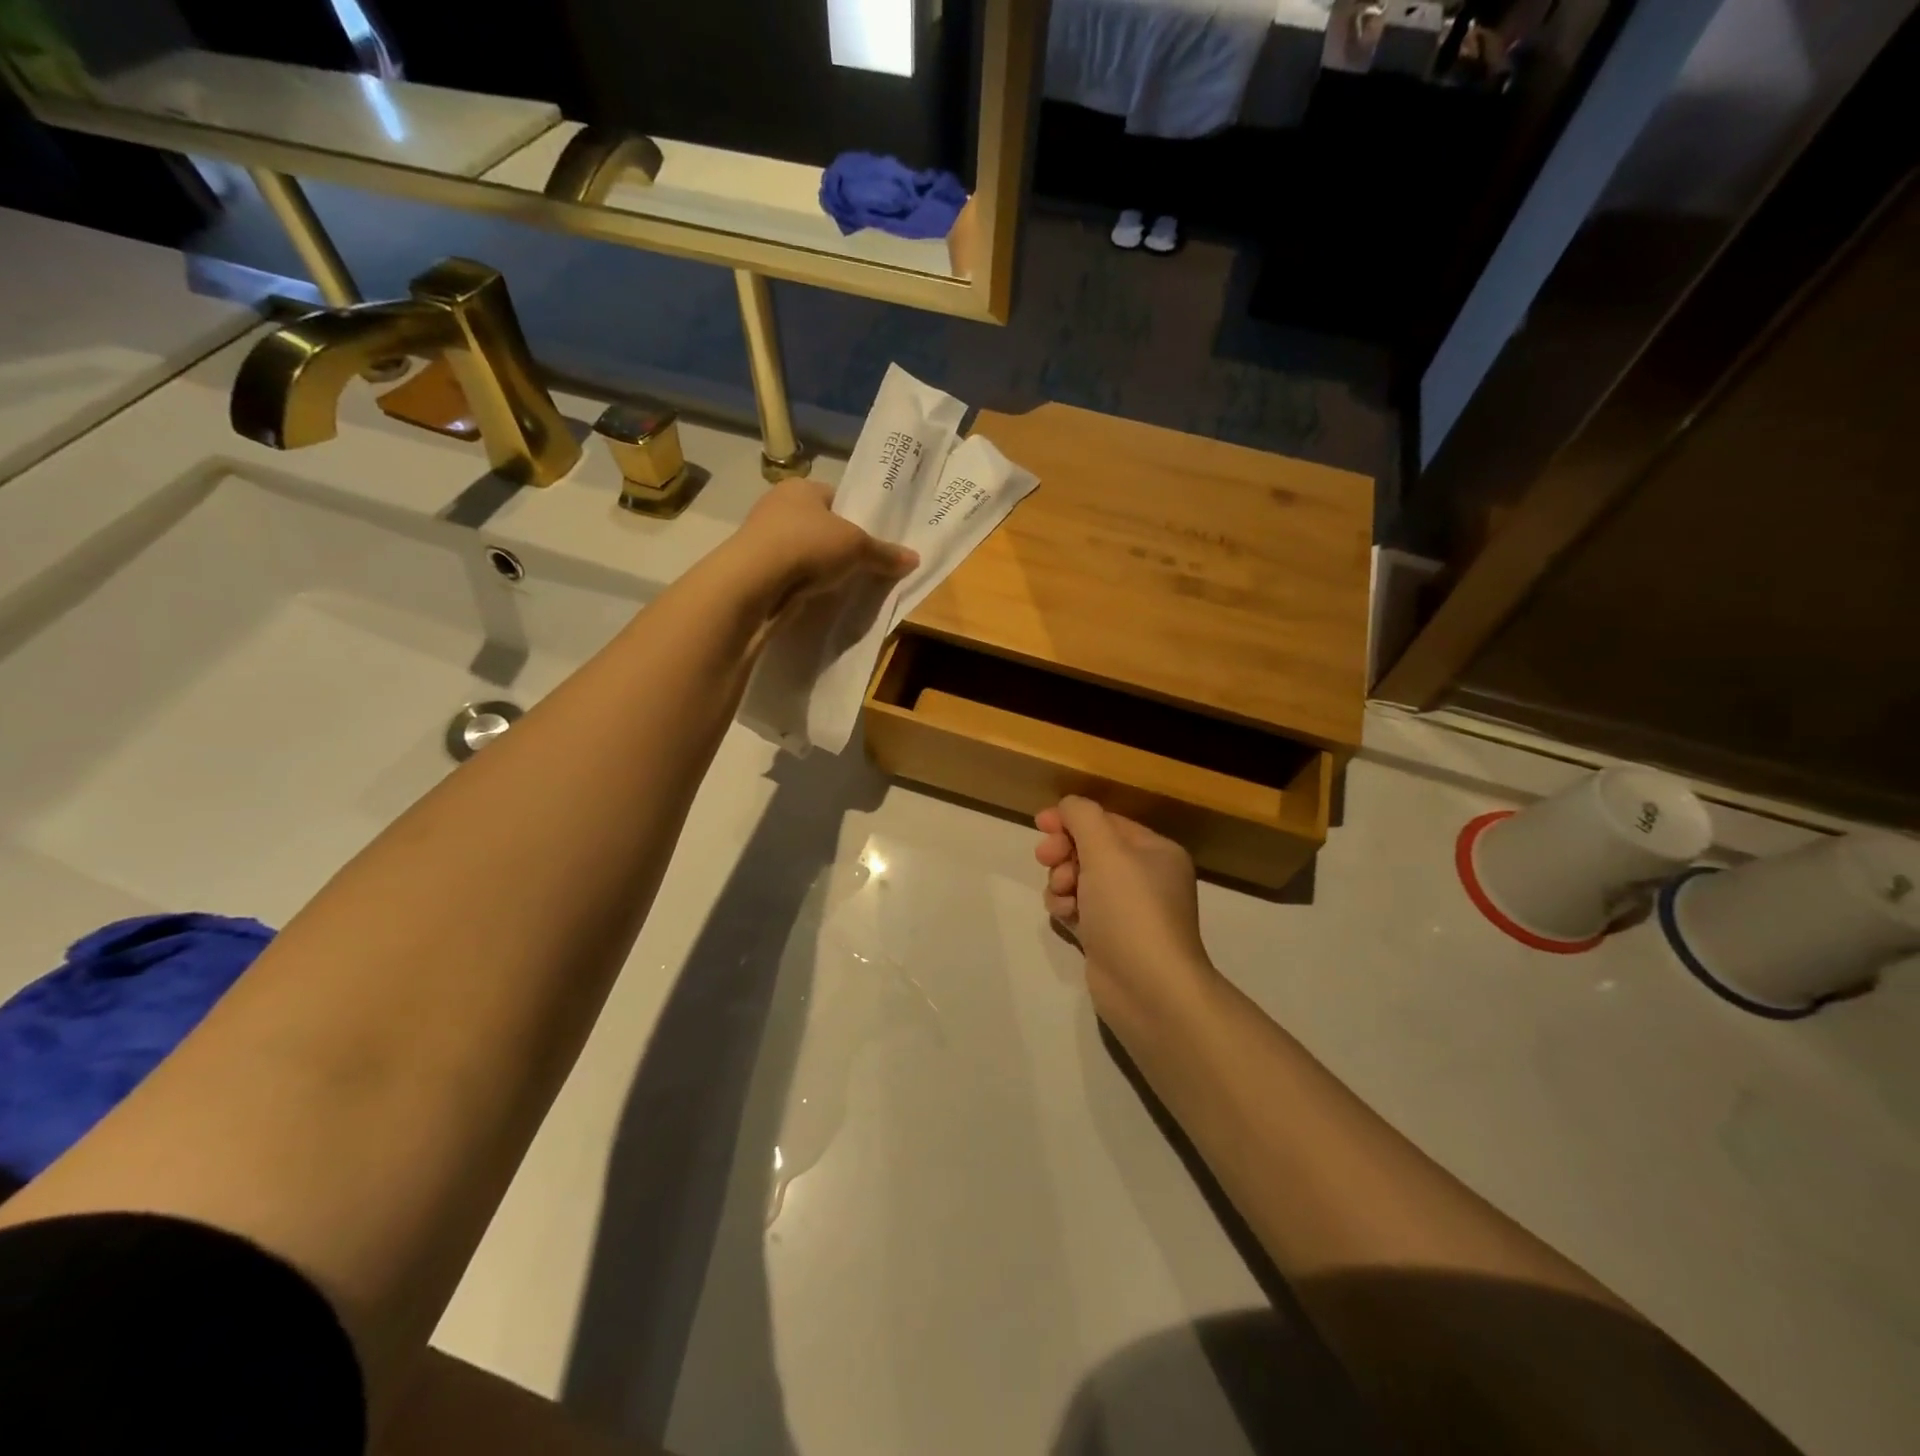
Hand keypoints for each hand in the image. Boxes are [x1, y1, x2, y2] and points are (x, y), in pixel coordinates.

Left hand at [728, 478, 917, 612]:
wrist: (754, 583)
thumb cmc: (807, 546)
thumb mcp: (857, 547)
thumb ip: (885, 553)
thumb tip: (915, 559)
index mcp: (800, 487)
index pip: (836, 498)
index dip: (857, 517)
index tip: (873, 542)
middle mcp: (777, 507)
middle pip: (820, 527)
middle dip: (840, 547)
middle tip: (866, 567)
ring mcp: (763, 540)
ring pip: (805, 553)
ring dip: (822, 569)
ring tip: (847, 587)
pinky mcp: (757, 571)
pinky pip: (792, 576)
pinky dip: (805, 586)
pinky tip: (821, 599)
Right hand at [1034, 797, 1219, 1033]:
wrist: (1148, 989)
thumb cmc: (1130, 910)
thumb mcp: (1106, 850)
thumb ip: (1082, 817)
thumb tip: (1068, 806)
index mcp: (1155, 851)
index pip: (1106, 821)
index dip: (1072, 819)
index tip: (1040, 824)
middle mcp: (1145, 878)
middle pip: (1091, 849)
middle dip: (1064, 852)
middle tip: (1047, 859)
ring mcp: (1127, 911)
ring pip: (1079, 879)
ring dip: (1061, 881)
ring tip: (1061, 896)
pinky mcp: (1109, 939)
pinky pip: (1079, 909)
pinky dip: (1067, 908)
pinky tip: (1064, 917)